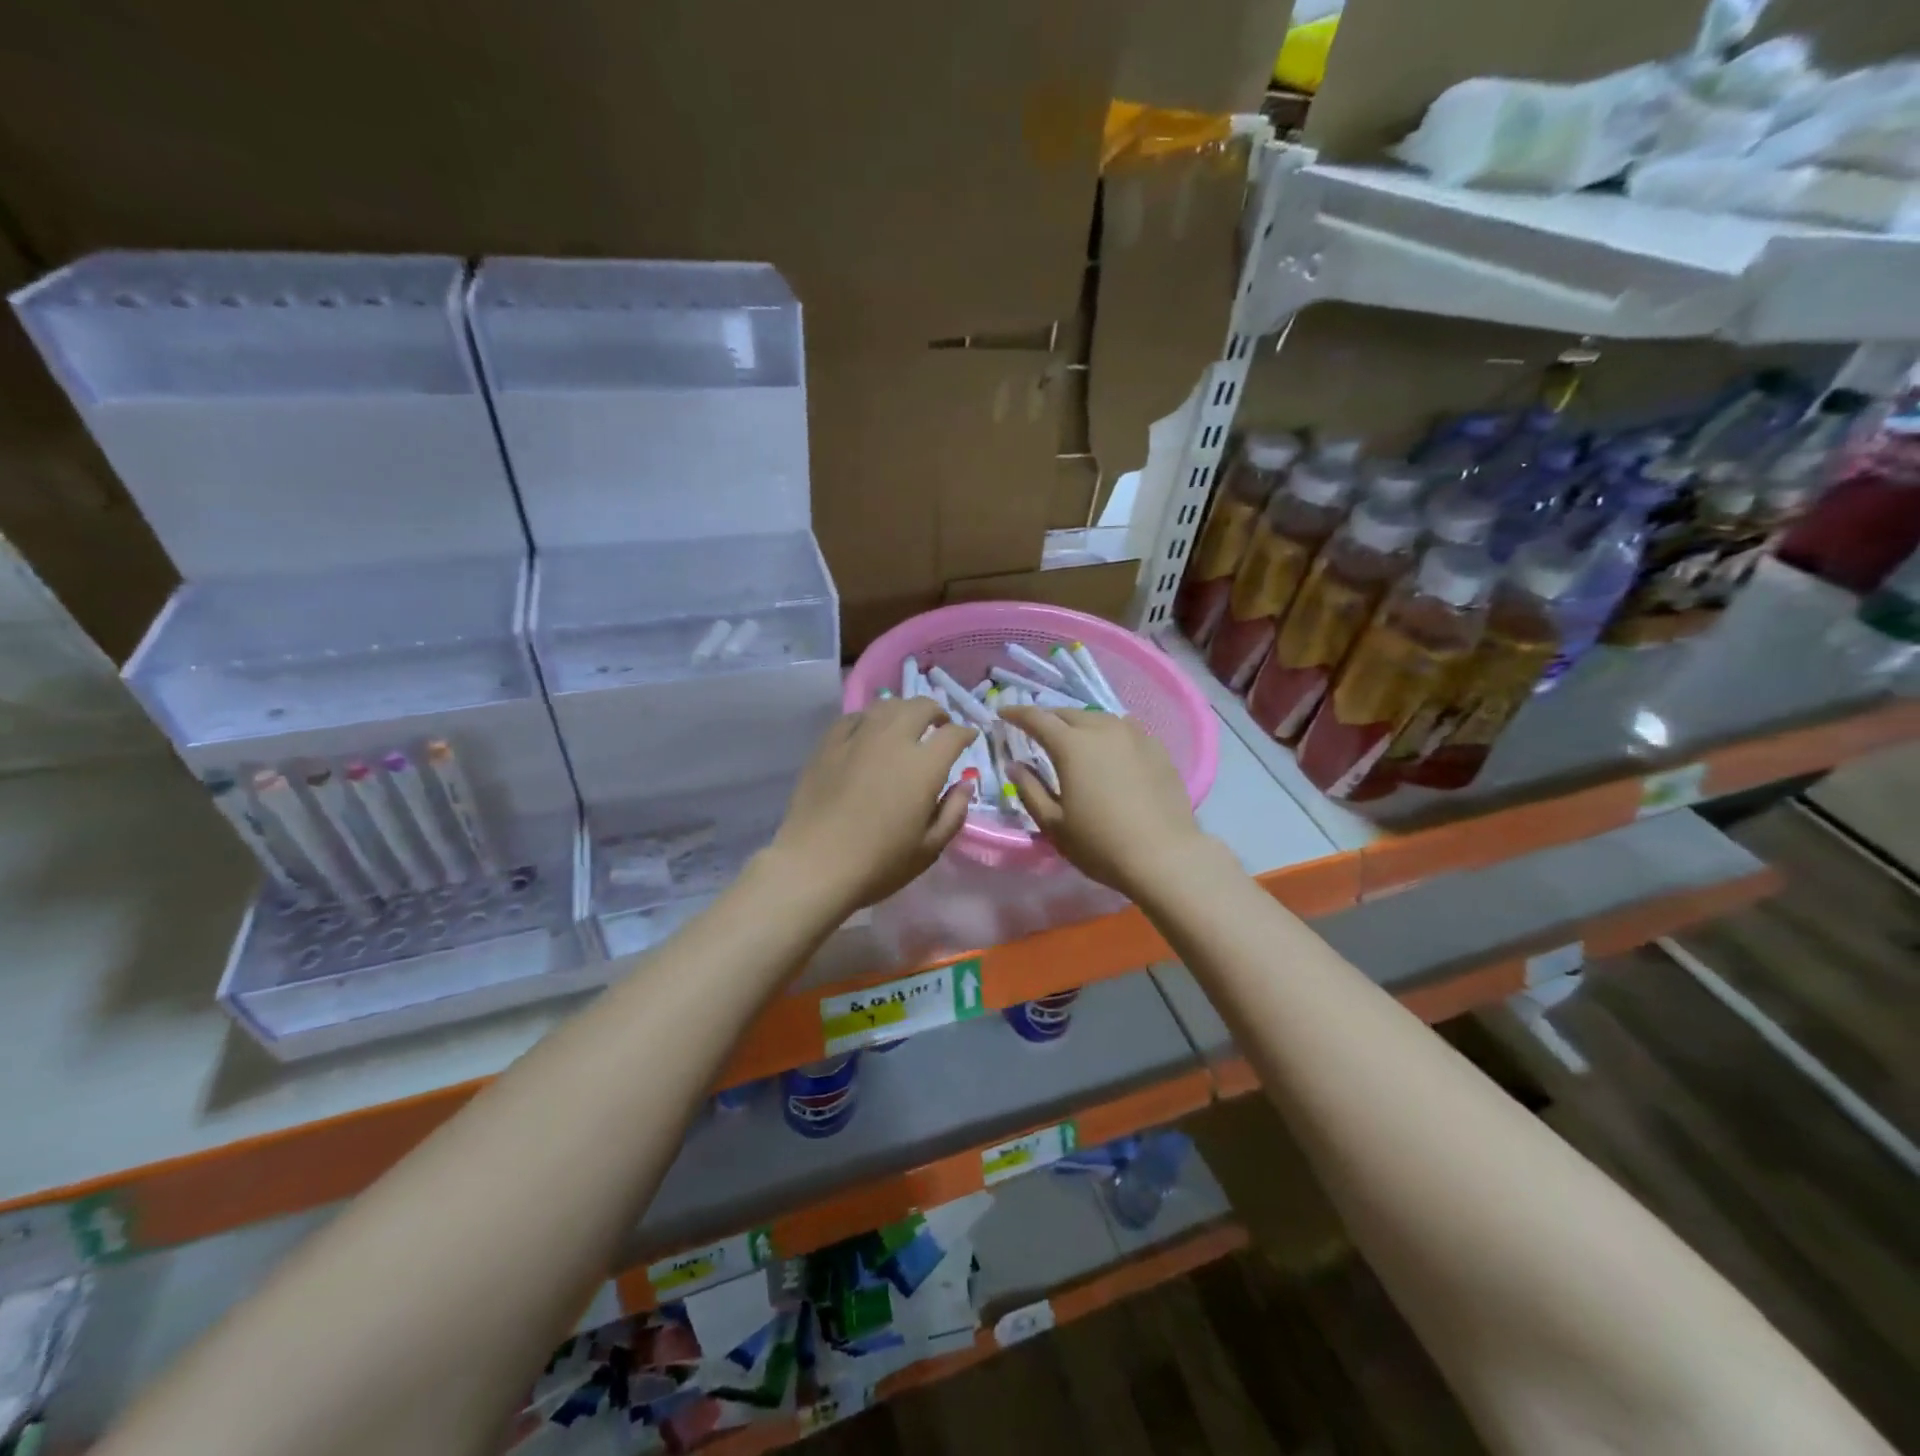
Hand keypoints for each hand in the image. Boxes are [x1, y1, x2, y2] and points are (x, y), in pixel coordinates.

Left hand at [765, 697, 975, 915]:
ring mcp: (857, 738)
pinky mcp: (828, 744)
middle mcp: (893, 740)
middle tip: (939, 727)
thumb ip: (954, 812)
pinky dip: (870, 720)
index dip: (966, 733)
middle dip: (936, 712)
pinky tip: (869, 734)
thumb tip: (964, 784)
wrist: (815, 866)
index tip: (969, 739)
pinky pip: (854, 718)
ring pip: (887, 705)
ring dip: (904, 711)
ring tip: (905, 726)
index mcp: (924, 766)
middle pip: (921, 707)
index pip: (953, 734)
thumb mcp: (930, 848)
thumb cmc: (879, 864)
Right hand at [1000, 706, 1218, 895]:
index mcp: (1071, 745)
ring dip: (1079, 724)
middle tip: (1036, 730)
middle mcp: (1102, 730)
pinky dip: (1108, 733)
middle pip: (1068, 713)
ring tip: (1073, 739)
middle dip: (1048, 718)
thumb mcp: (1053, 824)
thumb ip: (1030, 790)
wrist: (1165, 856)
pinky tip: (1110, 749)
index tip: (1003, 714)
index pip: (1037, 718)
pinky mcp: (1157, 748)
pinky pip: (1125, 730)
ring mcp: (1134, 736)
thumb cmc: (1101, 844)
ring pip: (1098, 718)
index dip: (1017, 714)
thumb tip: (1015, 765)